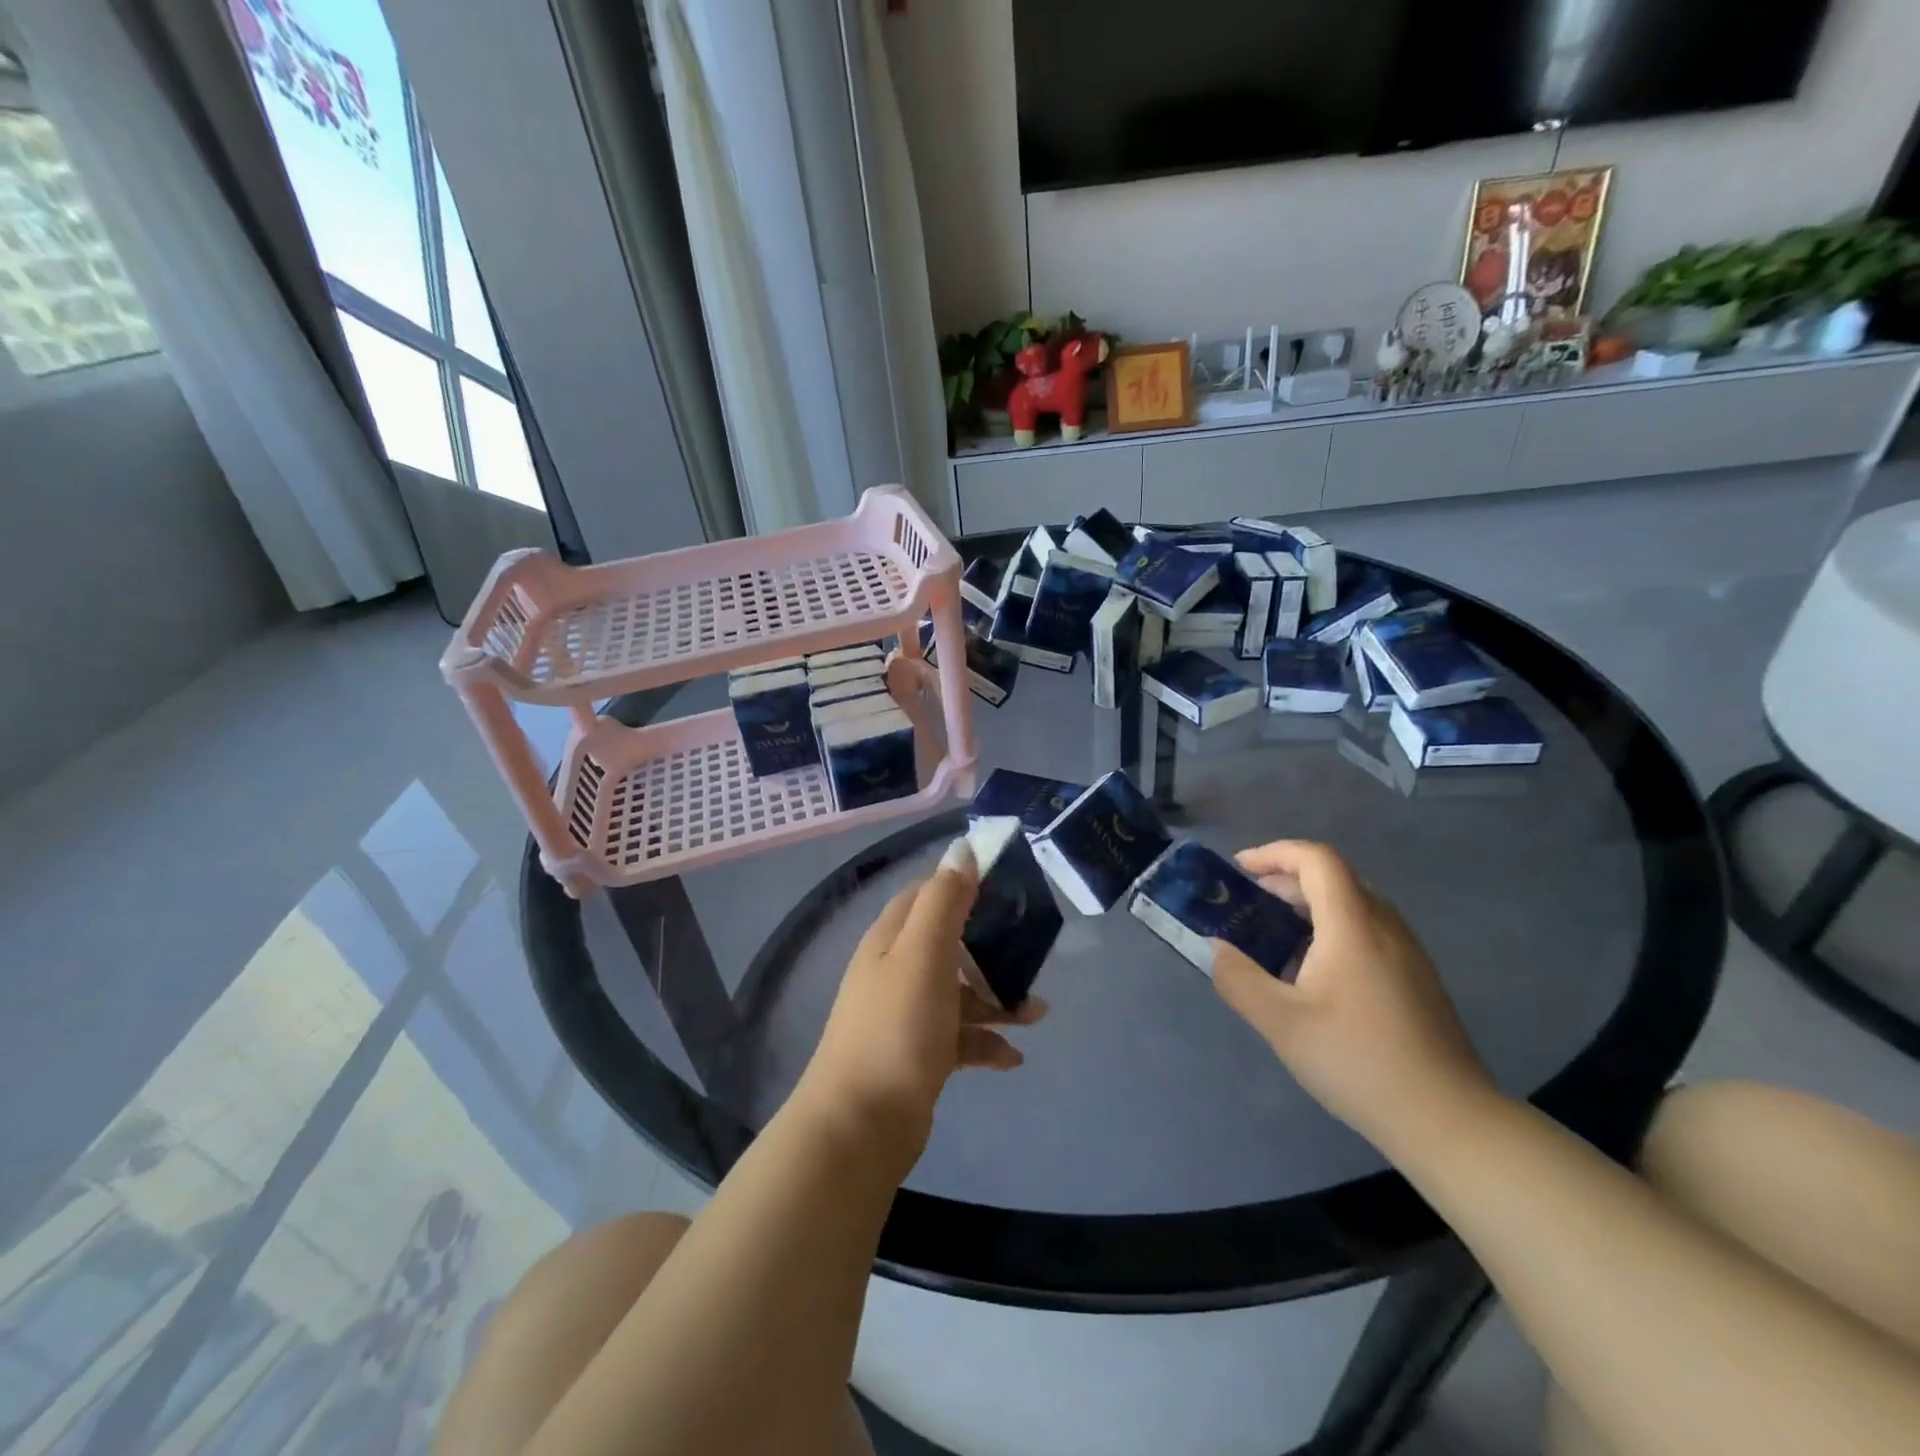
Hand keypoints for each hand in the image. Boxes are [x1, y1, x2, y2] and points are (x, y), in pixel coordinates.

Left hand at [799, 839, 1047, 1160]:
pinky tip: (1013, 1059)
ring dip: (997, 999)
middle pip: (948, 943)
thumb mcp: (924, 954)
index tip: (1006, 888)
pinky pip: (959, 1038)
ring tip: (1037, 1014)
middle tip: (1031, 952)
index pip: (927, 894)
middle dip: (991, 947)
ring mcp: (905, 1015)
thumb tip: (962, 848)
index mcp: (891, 939)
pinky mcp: (917, 1055)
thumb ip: (944, 901)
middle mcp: (895, 970)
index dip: (963, 885)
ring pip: (958, 992)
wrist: (861, 1125)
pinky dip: (986, 1043)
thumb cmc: (898, 1028)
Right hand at [1211, 840, 1495, 1154]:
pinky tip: (1314, 973)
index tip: (1240, 869)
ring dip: (1308, 905)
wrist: (1448, 1120)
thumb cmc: (1358, 1062)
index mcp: (1353, 926)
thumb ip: (1238, 979)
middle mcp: (1385, 927)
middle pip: (1334, 877)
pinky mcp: (1417, 978)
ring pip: (1353, 904)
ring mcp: (1408, 953)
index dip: (1275, 853)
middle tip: (1248, 903)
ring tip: (1274, 936)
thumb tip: (1216, 949)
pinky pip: (1368, 930)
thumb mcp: (1281, 1023)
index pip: (1317, 859)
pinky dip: (1331, 928)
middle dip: (1285, 879)